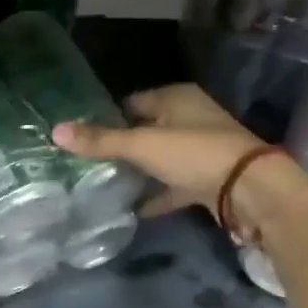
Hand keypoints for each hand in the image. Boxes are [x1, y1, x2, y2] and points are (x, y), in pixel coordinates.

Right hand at [52, 83, 307, 237]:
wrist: (251, 190)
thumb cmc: (195, 153)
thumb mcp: (142, 145)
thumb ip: (100, 140)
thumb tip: (55, 131)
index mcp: (177, 98)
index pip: (133, 101)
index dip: (107, 115)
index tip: (81, 133)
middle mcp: (190, 118)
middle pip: (146, 130)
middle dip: (120, 144)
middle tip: (86, 161)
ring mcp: (202, 150)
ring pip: (161, 158)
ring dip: (139, 170)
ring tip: (103, 183)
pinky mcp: (208, 180)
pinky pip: (174, 186)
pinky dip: (157, 195)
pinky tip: (133, 209)